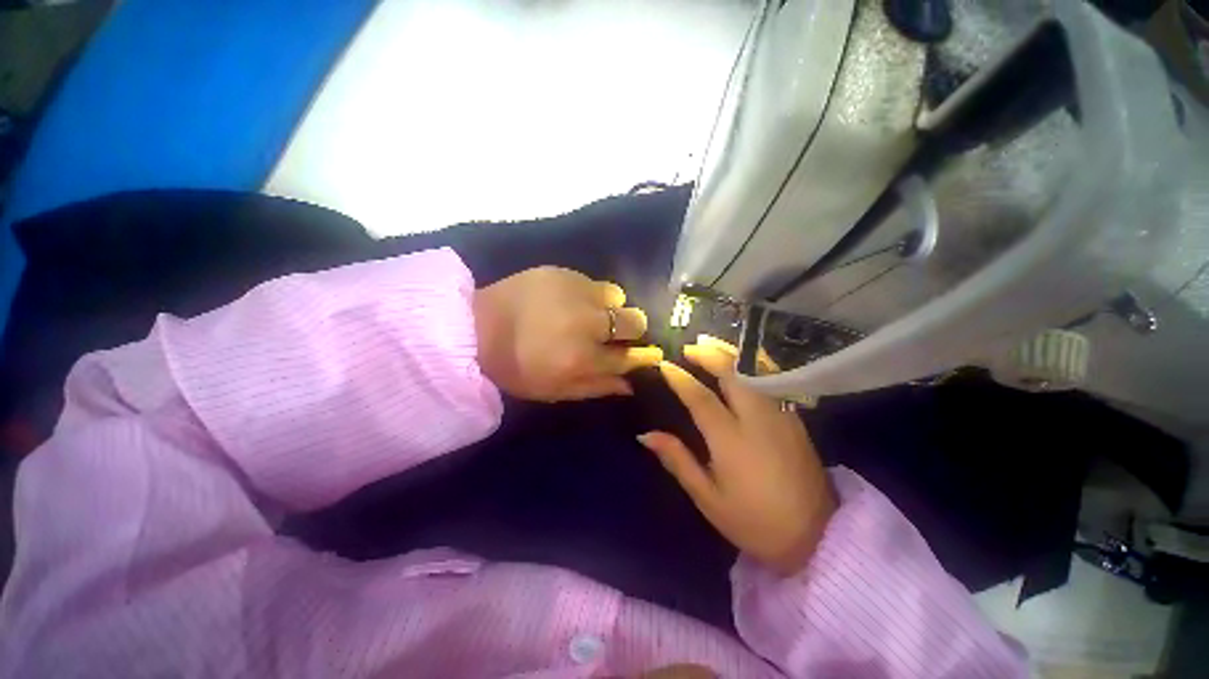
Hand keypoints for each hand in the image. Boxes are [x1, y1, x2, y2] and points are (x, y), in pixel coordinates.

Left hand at [473, 267, 662, 400]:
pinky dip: (590, 294)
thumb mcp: (556, 390)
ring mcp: (575, 292)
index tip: (645, 354)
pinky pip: (593, 282)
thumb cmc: (515, 368)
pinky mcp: (561, 272)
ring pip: (617, 296)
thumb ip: (597, 387)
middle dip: (631, 329)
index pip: (630, 357)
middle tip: (613, 333)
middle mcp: (587, 322)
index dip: (641, 356)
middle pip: (634, 320)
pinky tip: (569, 301)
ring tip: (590, 313)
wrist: (474, 329)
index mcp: (583, 358)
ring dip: (611, 307)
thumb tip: (630, 384)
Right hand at [638, 336, 834, 575]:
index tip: (665, 366)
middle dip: (710, 354)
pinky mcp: (795, 419)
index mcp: (731, 440)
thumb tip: (646, 435)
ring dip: (731, 355)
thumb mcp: (708, 498)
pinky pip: (770, 381)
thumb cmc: (755, 522)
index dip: (680, 379)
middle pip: (733, 374)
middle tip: (690, 347)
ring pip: (755, 372)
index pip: (700, 399)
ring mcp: (781, 416)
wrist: (818, 538)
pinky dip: (752, 366)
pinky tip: (741, 364)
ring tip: (711, 344)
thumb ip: (677, 461)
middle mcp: (757, 419)